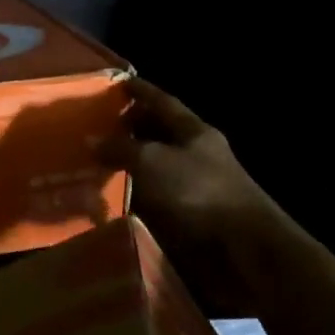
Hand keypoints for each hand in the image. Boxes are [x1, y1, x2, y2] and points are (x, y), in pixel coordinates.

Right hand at [102, 80, 286, 317]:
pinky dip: (134, 196)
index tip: (118, 82)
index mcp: (194, 131)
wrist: (244, 252)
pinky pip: (155, 198)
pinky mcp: (191, 218)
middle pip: (159, 133)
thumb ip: (120, 148)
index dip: (140, 91)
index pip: (162, 101)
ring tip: (96, 161)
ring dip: (130, 164)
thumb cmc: (199, 191)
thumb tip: (91, 140)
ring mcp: (194, 187)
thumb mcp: (152, 161)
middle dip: (131, 127)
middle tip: (97, 125)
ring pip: (156, 167)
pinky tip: (111, 196)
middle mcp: (195, 154)